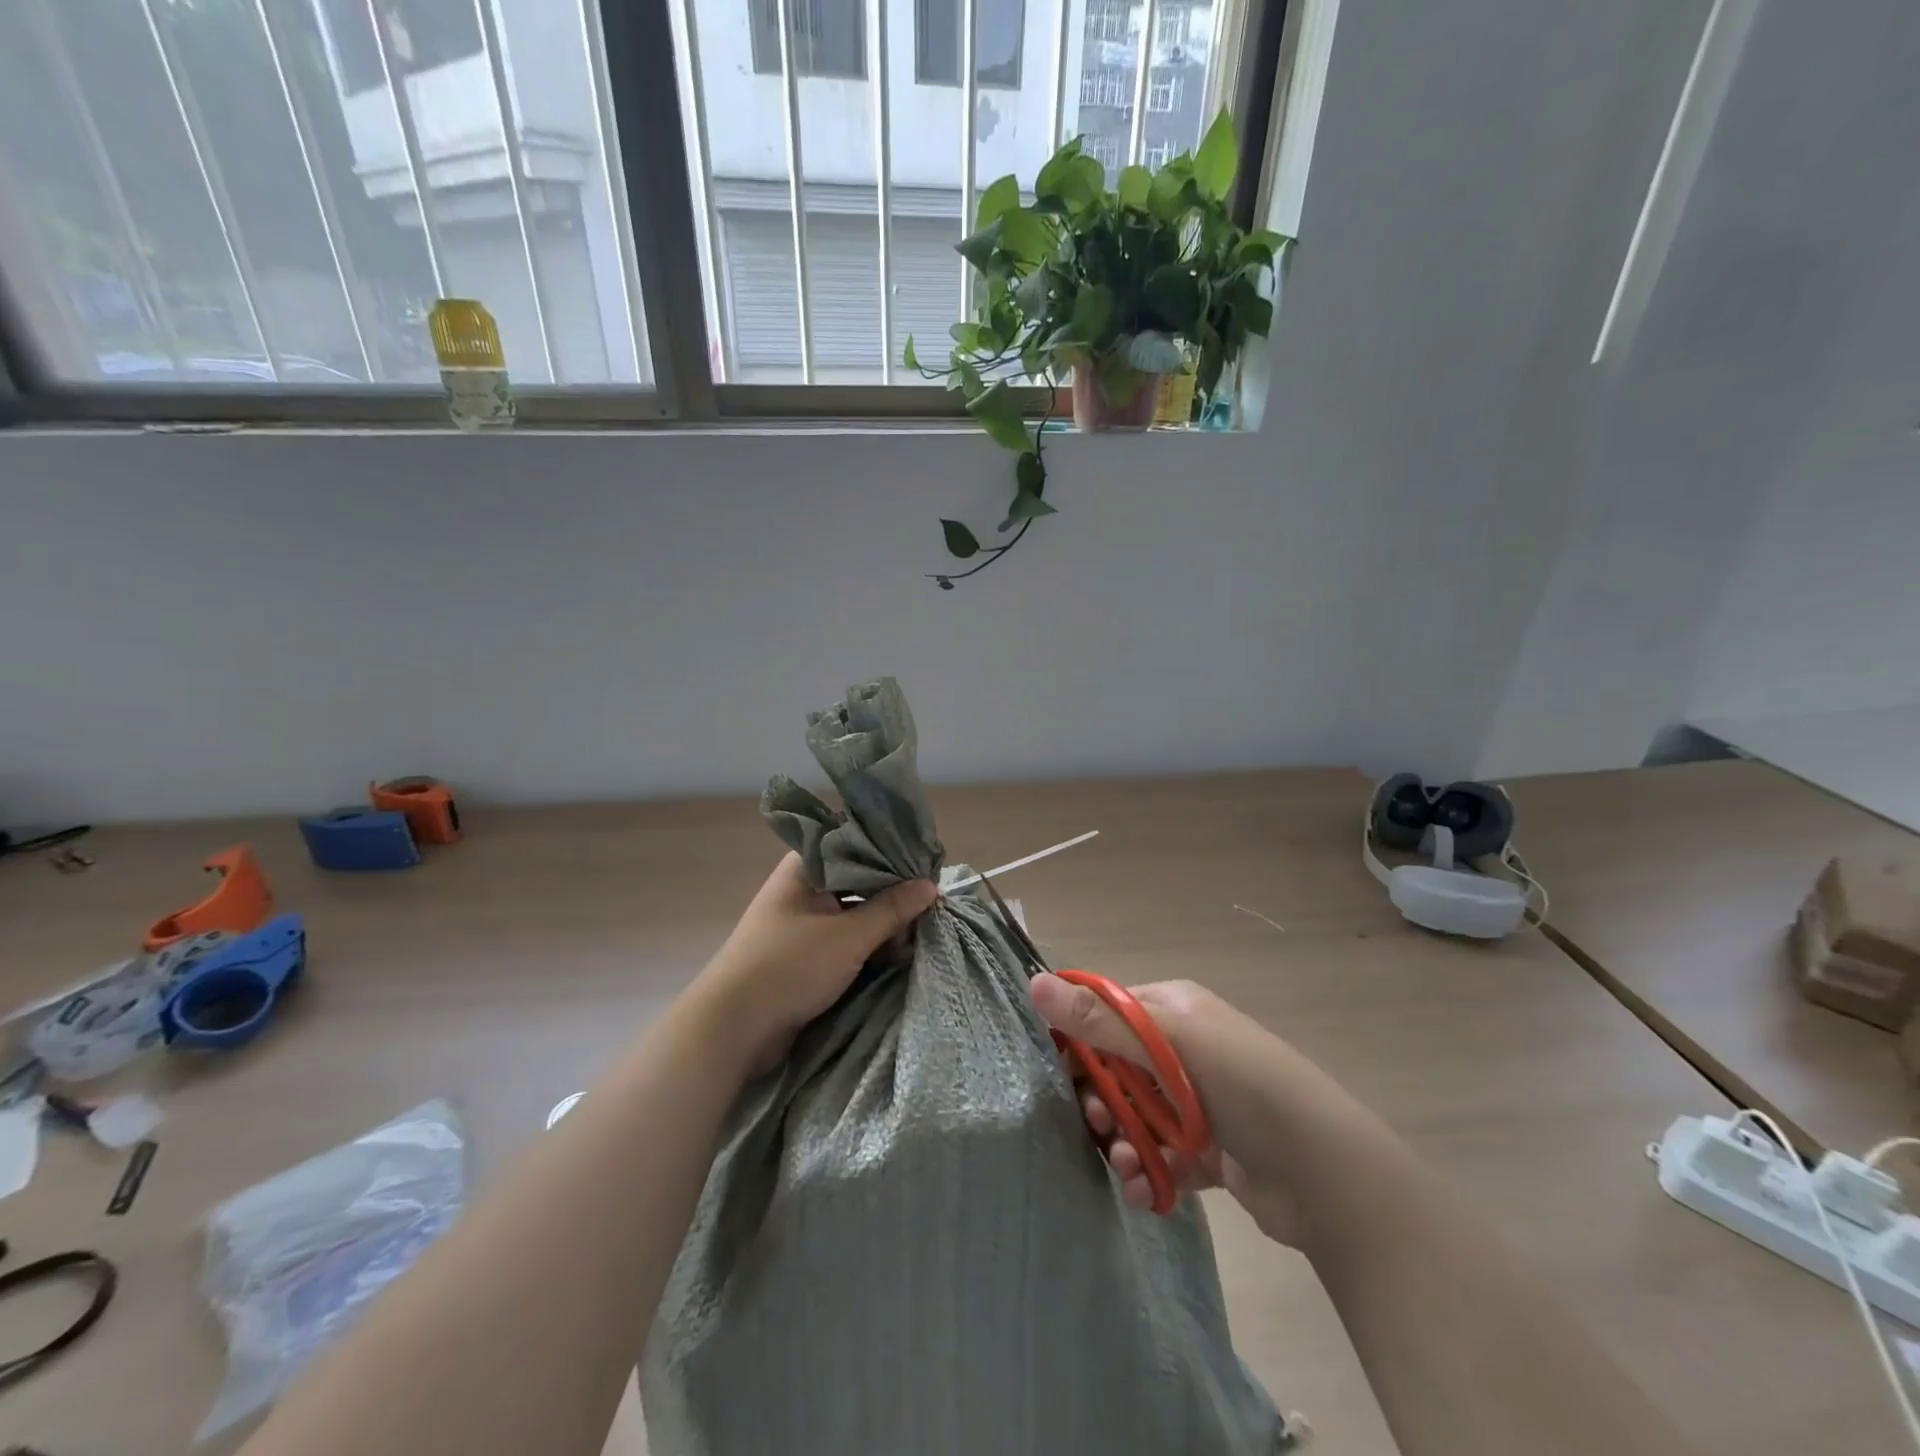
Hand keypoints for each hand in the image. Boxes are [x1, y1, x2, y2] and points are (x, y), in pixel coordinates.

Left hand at [696, 853, 936, 1074]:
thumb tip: (932, 885)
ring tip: (916, 938)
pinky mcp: (807, 952)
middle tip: (930, 910)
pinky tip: (896, 954)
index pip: (859, 846)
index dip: (894, 857)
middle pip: (861, 880)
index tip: (928, 869)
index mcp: (806, 867)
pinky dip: (870, 944)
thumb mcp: (848, 937)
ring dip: (885, 924)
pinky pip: (848, 937)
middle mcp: (805, 887)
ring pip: (857, 911)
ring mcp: (805, 920)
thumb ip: (891, 910)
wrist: (732, 1029)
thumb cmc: (788, 967)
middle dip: (894, 896)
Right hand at [1030, 973, 1308, 1244]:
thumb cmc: (1245, 1085)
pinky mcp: (1210, 1150)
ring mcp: (1198, 1101)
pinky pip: (1162, 1154)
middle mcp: (1184, 1049)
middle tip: (1095, 1124)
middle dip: (1100, 1099)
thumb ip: (1101, 1020)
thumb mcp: (1170, 1044)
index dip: (1078, 1040)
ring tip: (1124, 1165)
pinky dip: (1148, 1171)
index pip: (1108, 1013)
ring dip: (1121, 1140)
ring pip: (1137, 1115)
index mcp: (1174, 1010)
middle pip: (1117, 1068)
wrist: (1328, 1174)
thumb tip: (1034, 981)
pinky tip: (1144, 1189)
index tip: (1058, 1073)